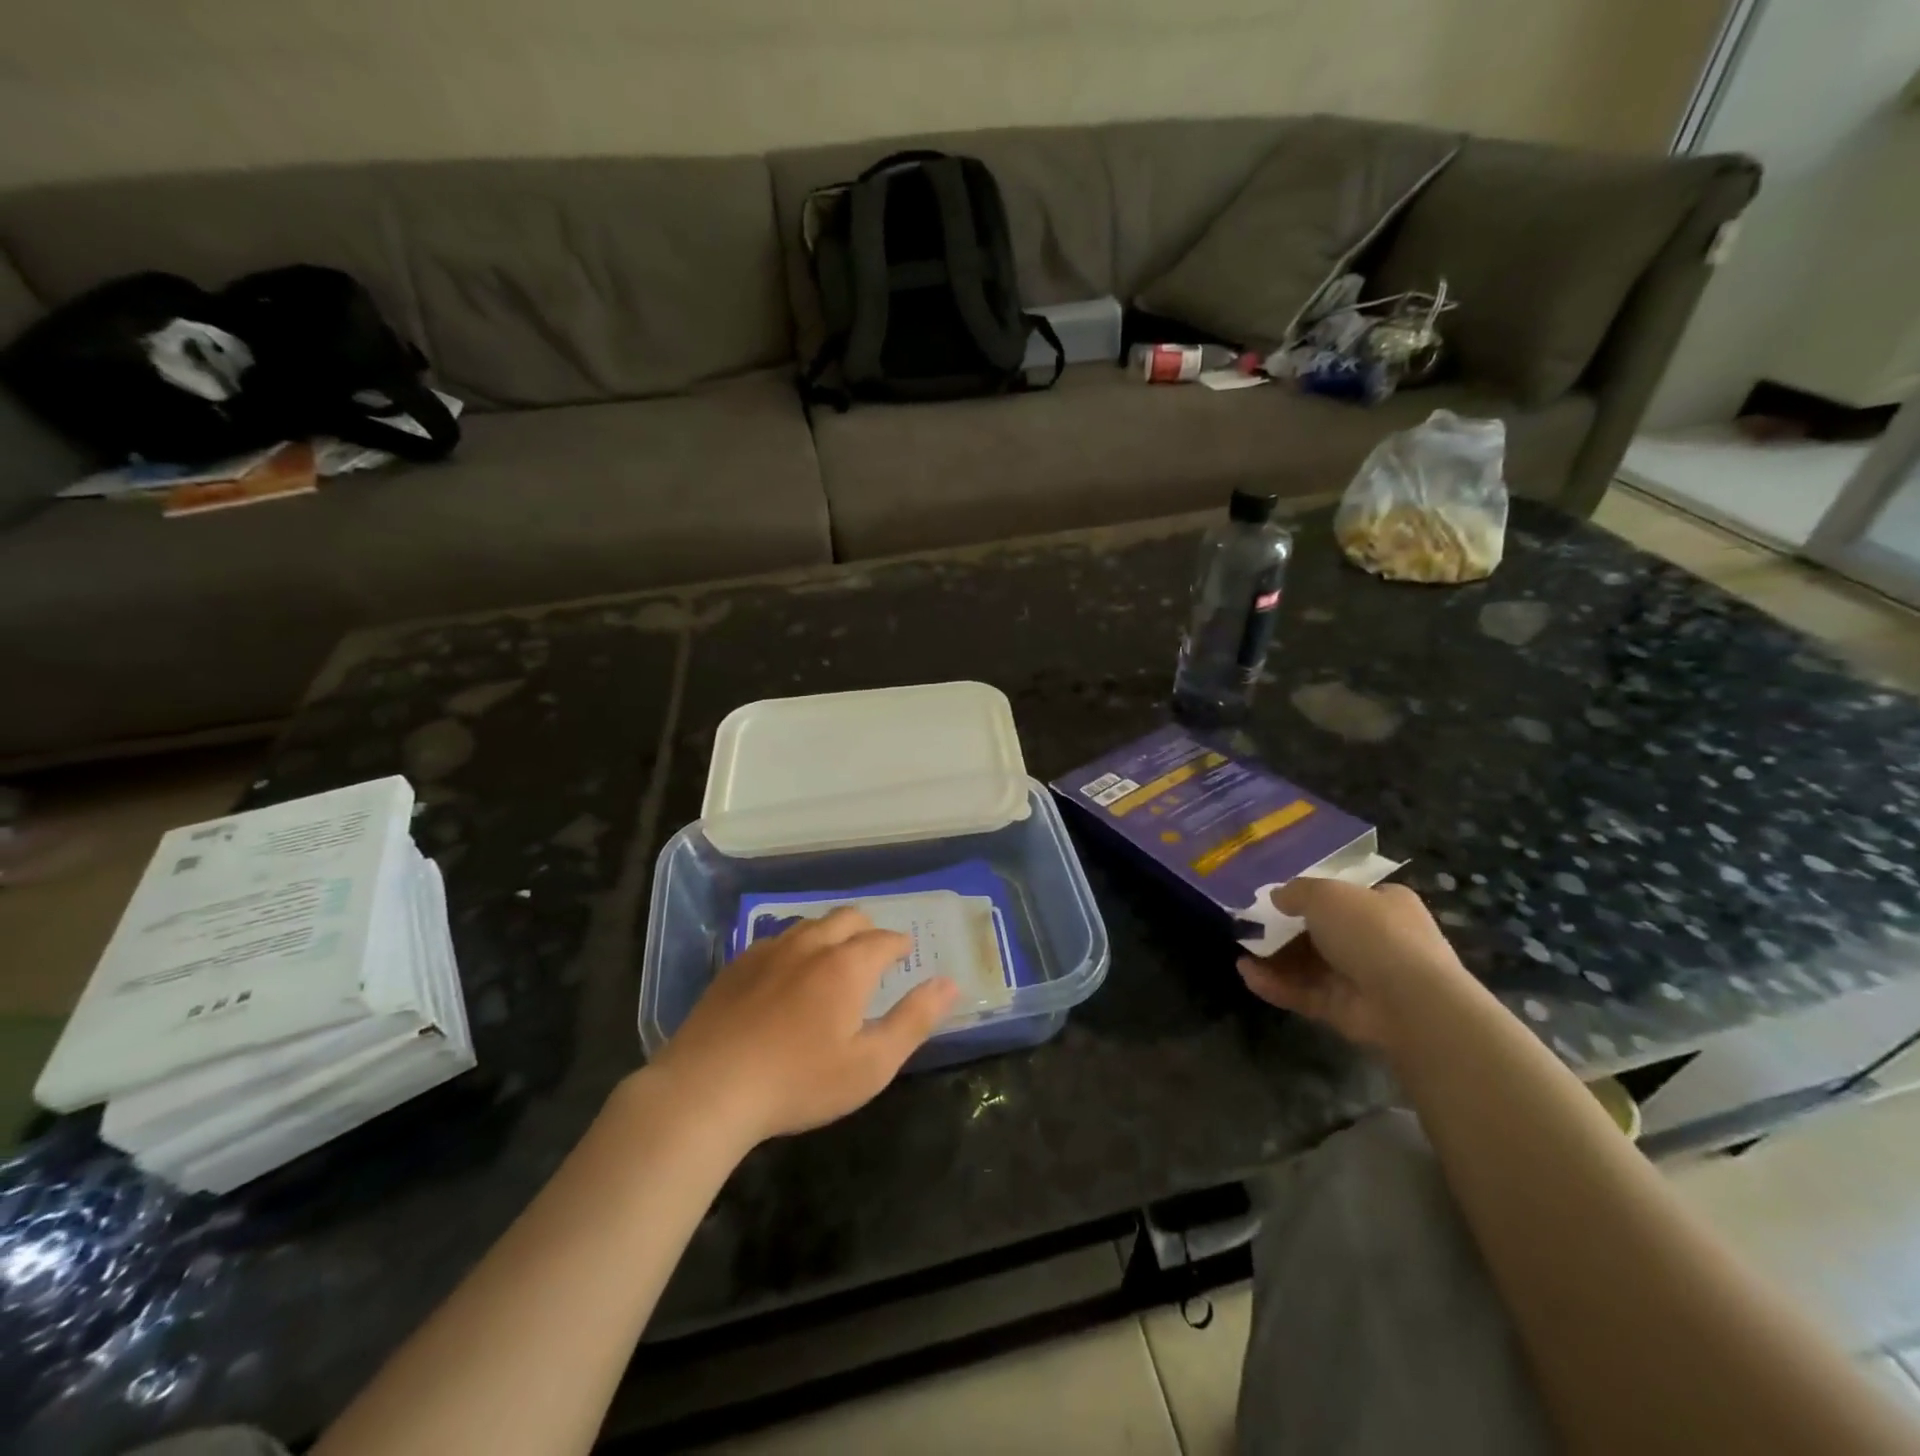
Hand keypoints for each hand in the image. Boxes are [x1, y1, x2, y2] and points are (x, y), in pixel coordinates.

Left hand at [645, 908, 958, 1149]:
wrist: (707, 1090)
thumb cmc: (799, 1081)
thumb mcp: (870, 1064)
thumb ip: (914, 1020)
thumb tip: (949, 983)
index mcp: (847, 965)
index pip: (884, 939)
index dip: (900, 944)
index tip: (906, 954)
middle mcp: (810, 945)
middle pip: (847, 918)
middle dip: (868, 929)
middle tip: (874, 952)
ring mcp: (768, 951)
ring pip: (810, 925)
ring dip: (831, 934)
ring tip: (834, 959)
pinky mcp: (736, 965)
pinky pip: (776, 940)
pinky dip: (795, 947)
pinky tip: (787, 974)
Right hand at [1237, 879, 1465, 1050]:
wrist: (1409, 1001)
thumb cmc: (1371, 931)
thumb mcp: (1326, 894)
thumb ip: (1296, 892)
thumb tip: (1277, 897)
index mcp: (1385, 904)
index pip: (1346, 896)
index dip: (1311, 896)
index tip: (1278, 899)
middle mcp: (1376, 940)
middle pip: (1321, 932)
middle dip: (1285, 930)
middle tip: (1250, 926)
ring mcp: (1361, 978)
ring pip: (1309, 965)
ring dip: (1274, 958)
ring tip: (1240, 950)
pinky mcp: (1345, 1010)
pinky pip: (1305, 993)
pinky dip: (1276, 984)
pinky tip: (1247, 974)